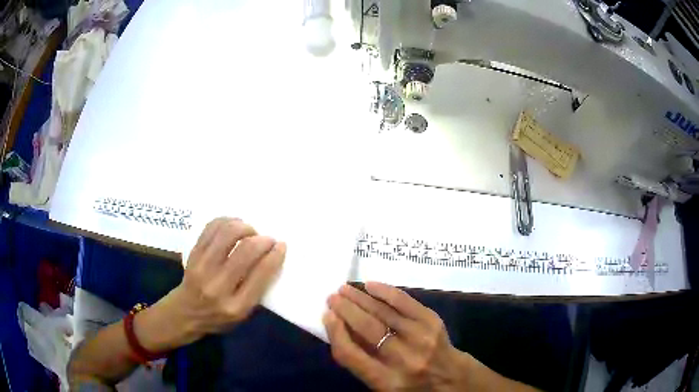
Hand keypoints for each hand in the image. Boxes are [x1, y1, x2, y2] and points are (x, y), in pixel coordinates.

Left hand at [136, 217, 285, 350]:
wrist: (185, 313)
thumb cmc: (218, 317)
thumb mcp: (243, 314)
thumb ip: (256, 290)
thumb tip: (270, 257)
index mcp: (236, 306)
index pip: (260, 275)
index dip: (275, 255)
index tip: (281, 245)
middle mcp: (218, 286)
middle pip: (245, 251)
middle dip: (262, 239)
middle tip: (267, 239)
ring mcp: (202, 268)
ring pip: (227, 233)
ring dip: (244, 227)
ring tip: (250, 232)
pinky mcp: (193, 254)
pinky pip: (211, 228)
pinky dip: (226, 221)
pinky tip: (233, 226)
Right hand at [323, 282, 469, 390]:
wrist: (450, 378)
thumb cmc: (410, 384)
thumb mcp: (381, 385)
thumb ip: (361, 361)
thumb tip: (339, 327)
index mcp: (385, 381)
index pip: (351, 354)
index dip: (335, 332)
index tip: (326, 316)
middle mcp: (403, 359)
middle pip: (367, 329)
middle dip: (346, 310)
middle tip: (332, 297)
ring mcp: (421, 338)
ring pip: (384, 312)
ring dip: (361, 298)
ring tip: (345, 289)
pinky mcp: (433, 322)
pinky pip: (405, 301)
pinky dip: (385, 291)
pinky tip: (371, 286)